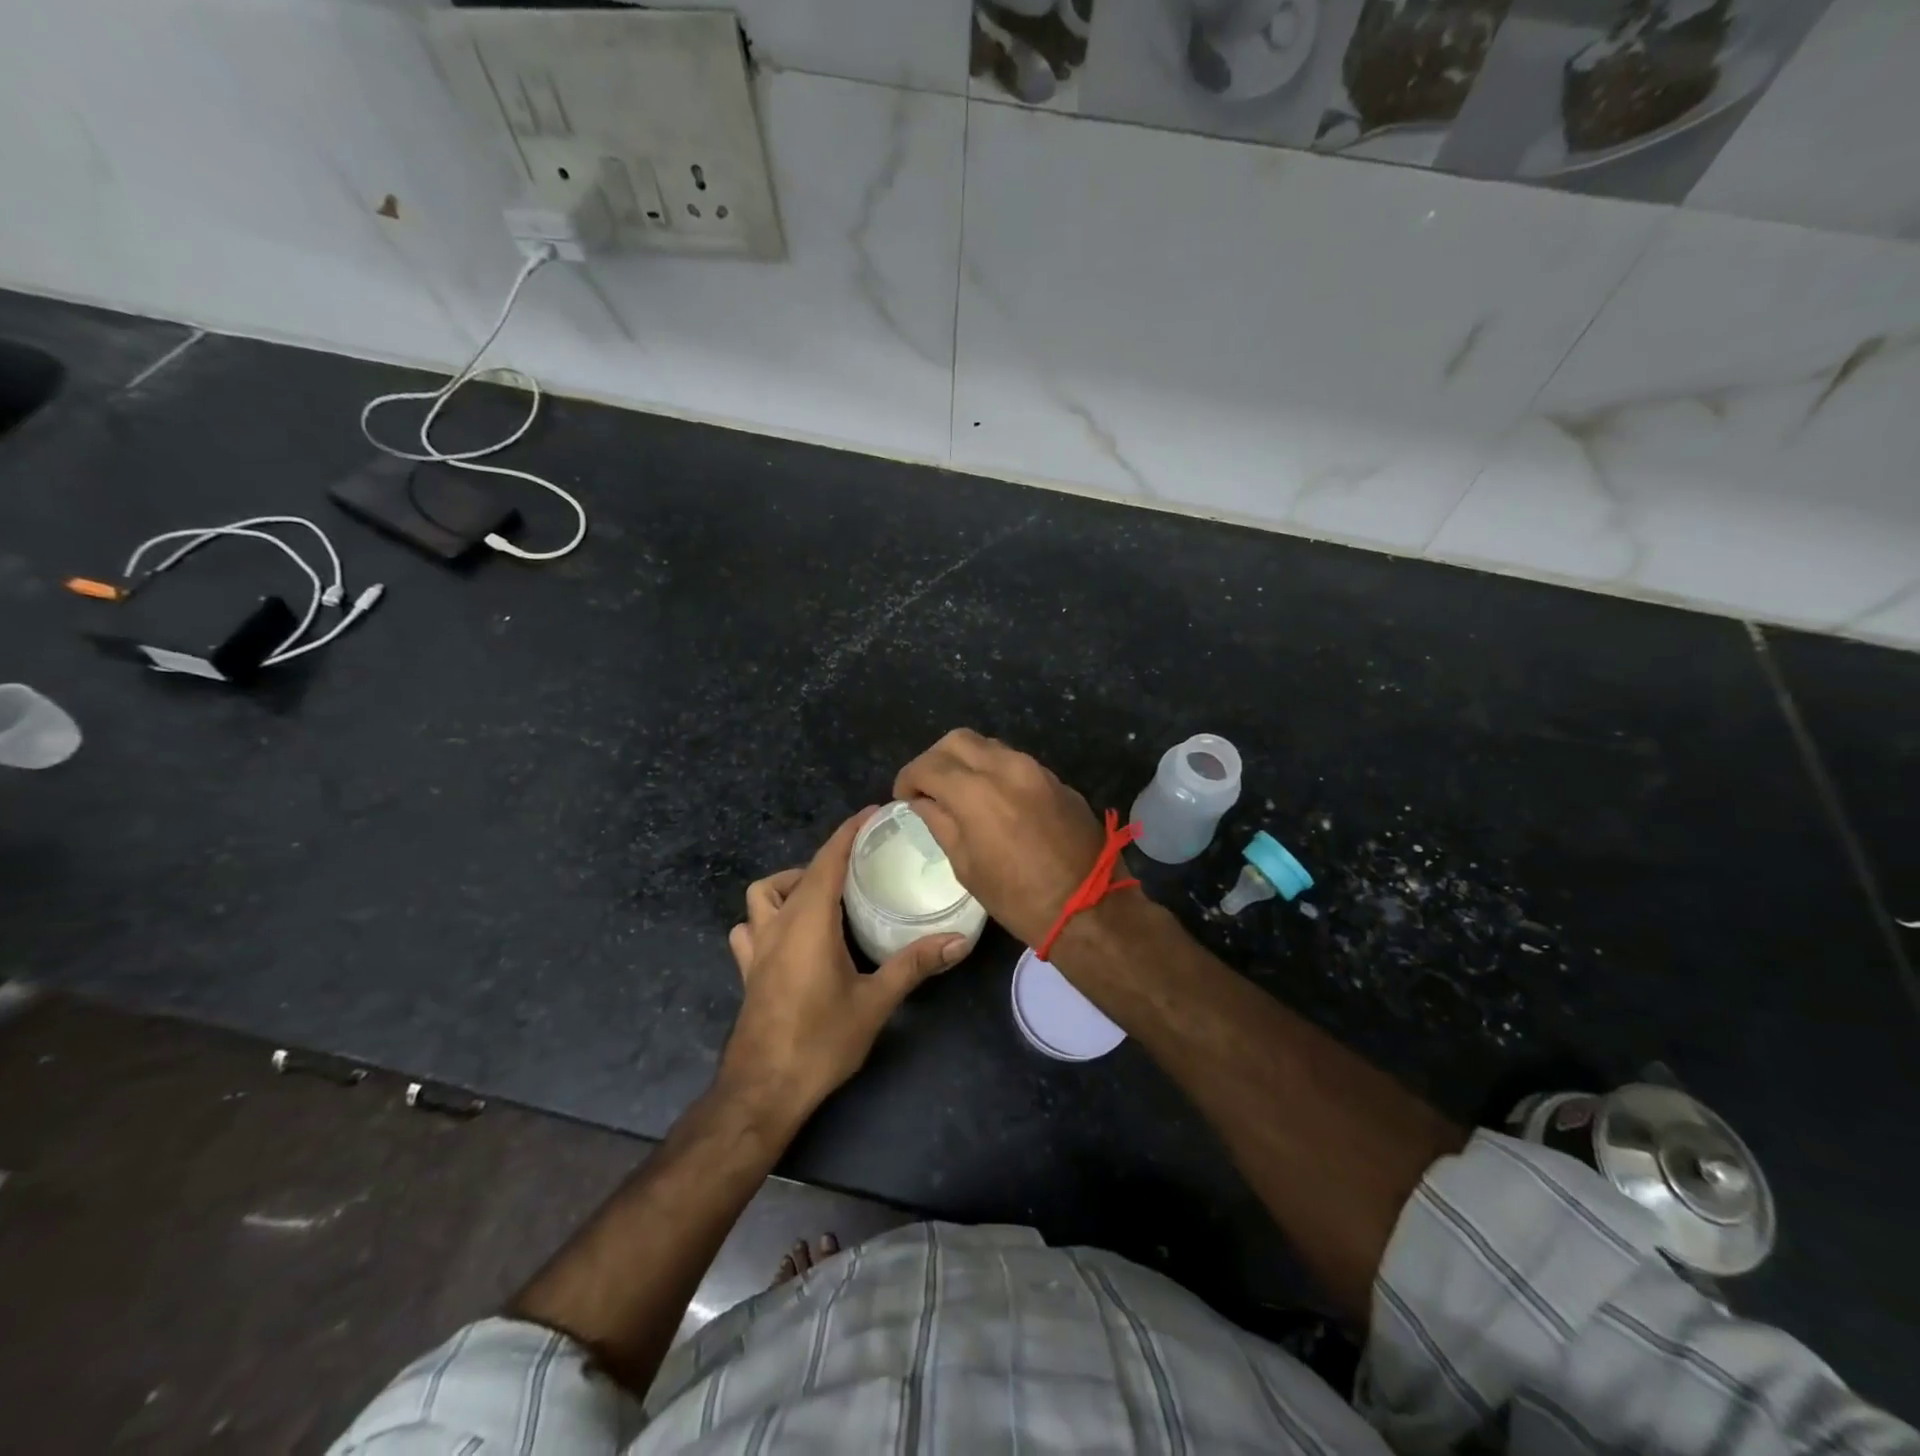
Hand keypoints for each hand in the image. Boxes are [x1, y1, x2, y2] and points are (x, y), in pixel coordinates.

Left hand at [716, 808, 966, 1119]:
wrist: (762, 1091)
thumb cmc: (820, 1042)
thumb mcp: (874, 1002)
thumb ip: (914, 965)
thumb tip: (958, 940)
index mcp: (809, 921)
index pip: (828, 860)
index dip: (849, 832)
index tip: (873, 813)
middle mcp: (778, 924)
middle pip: (799, 872)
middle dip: (828, 857)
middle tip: (862, 865)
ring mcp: (756, 948)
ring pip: (762, 895)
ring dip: (789, 885)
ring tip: (822, 897)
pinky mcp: (748, 970)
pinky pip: (750, 927)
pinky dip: (766, 918)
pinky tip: (789, 936)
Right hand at [894, 729, 1107, 949]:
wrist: (1090, 908)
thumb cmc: (1018, 898)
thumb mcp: (967, 867)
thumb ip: (941, 824)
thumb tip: (922, 802)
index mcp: (976, 791)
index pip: (929, 765)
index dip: (909, 778)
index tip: (904, 797)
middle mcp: (1007, 767)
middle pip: (958, 740)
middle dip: (936, 759)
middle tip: (929, 787)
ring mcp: (1037, 770)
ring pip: (990, 746)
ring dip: (968, 762)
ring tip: (960, 793)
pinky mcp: (1058, 781)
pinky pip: (1017, 763)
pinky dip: (996, 772)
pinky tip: (996, 802)